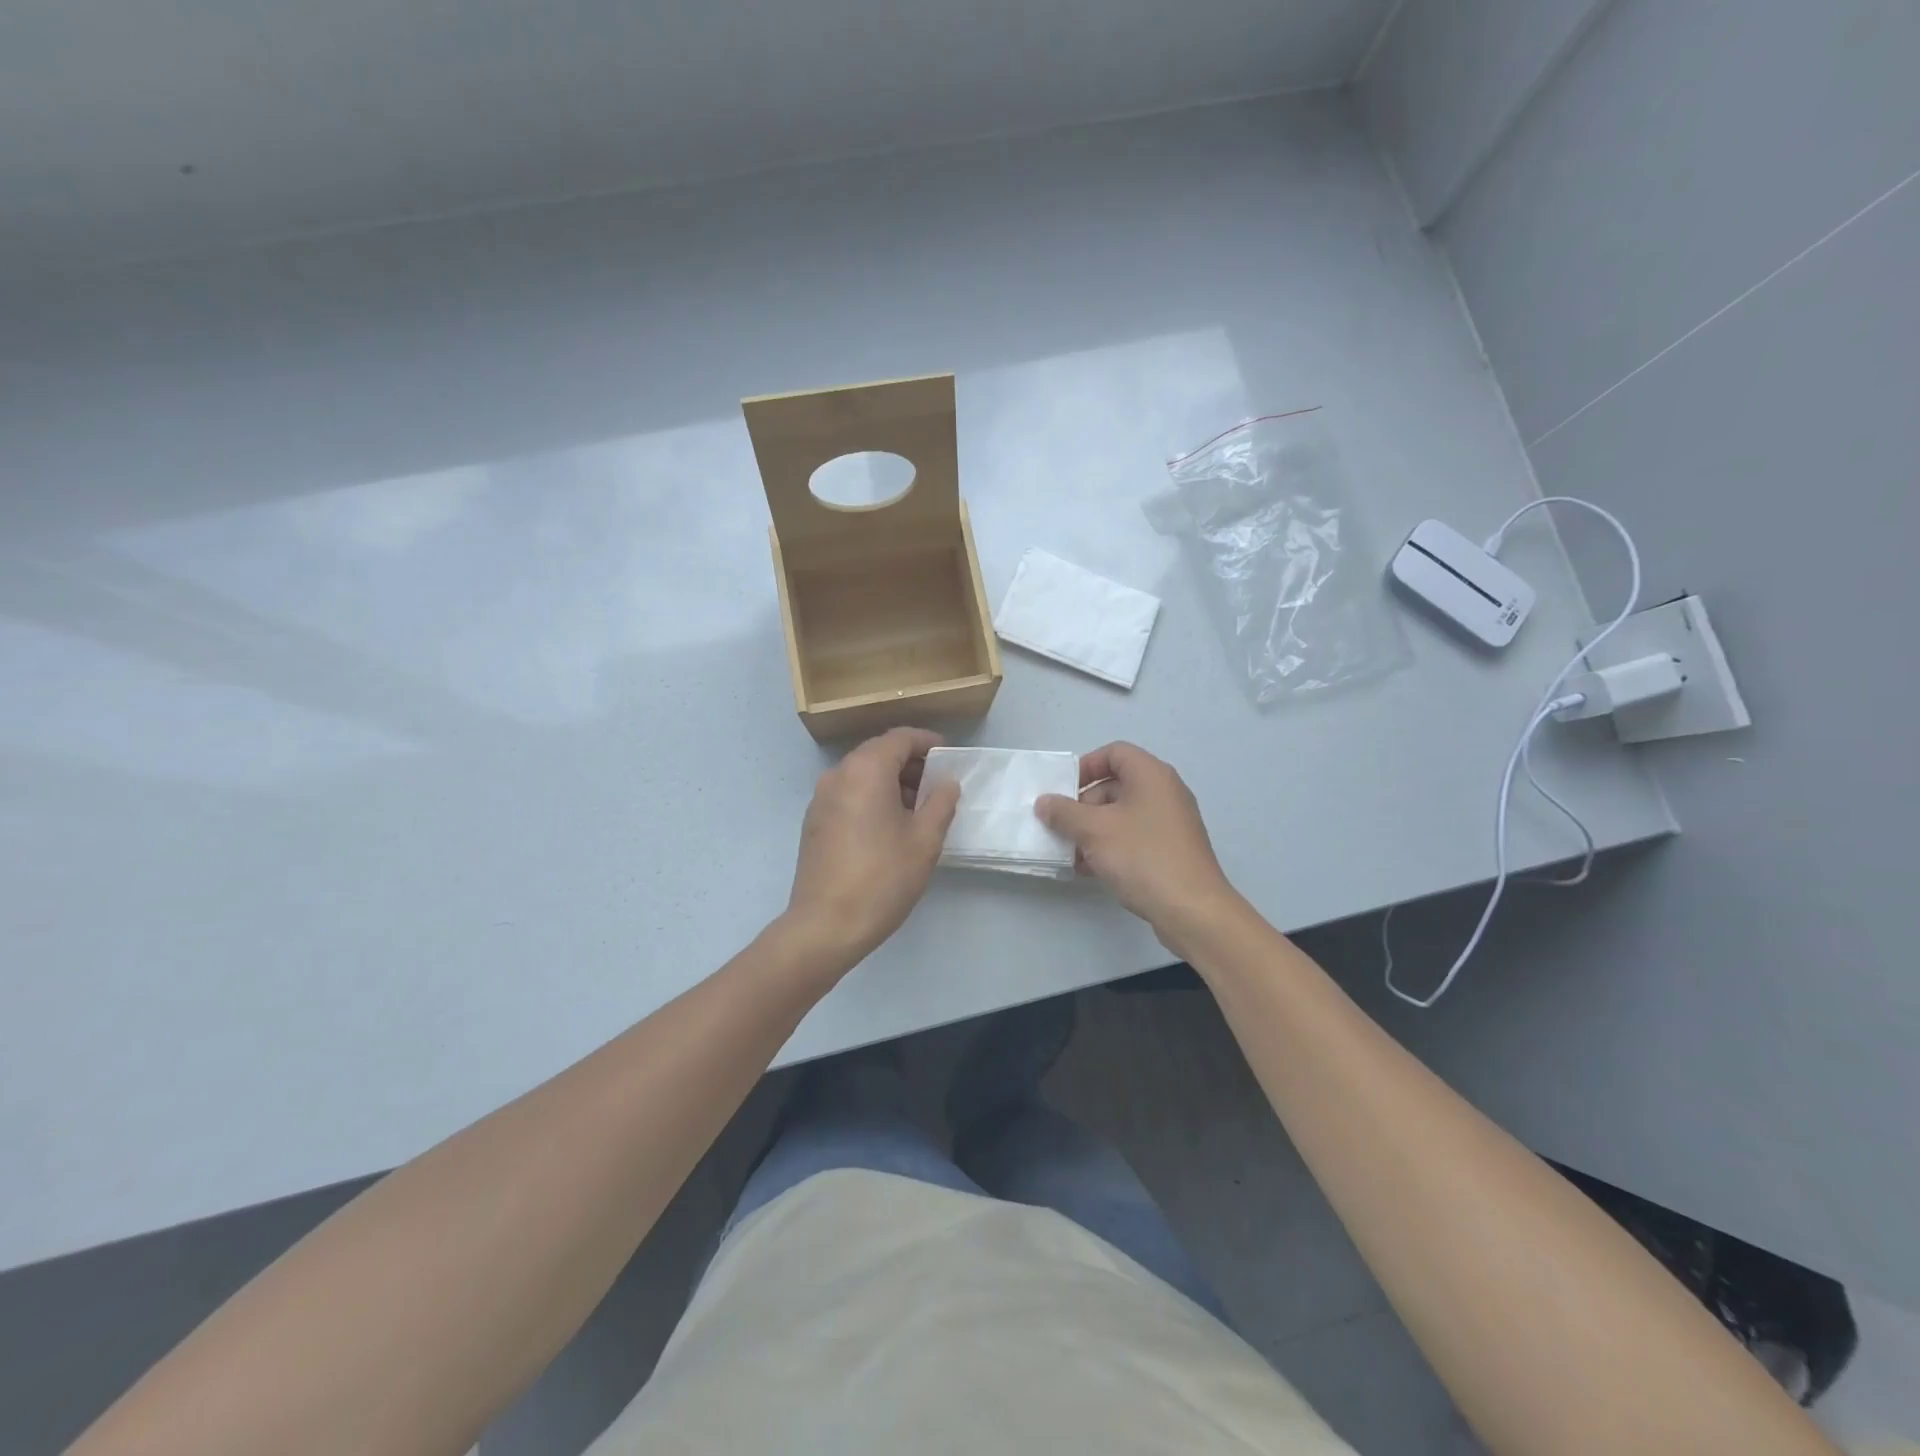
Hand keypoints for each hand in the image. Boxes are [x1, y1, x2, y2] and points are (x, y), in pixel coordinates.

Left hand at [783, 727, 960, 969]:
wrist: (826, 925)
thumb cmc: (882, 878)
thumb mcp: (925, 840)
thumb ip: (941, 803)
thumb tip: (946, 783)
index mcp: (865, 770)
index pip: (900, 738)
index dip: (928, 742)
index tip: (949, 756)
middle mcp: (838, 775)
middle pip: (878, 753)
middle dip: (911, 763)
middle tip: (938, 784)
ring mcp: (821, 798)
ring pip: (862, 774)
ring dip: (891, 781)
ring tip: (919, 808)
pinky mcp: (814, 822)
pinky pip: (848, 794)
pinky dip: (872, 797)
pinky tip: (890, 826)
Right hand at [1035, 742, 1241, 954]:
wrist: (1191, 909)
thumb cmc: (1141, 856)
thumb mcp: (1093, 830)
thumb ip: (1064, 812)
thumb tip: (1044, 802)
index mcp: (1151, 775)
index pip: (1114, 752)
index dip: (1086, 766)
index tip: (1064, 790)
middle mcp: (1165, 792)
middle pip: (1116, 785)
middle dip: (1083, 804)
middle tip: (1062, 826)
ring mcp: (1170, 822)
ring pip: (1122, 815)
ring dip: (1093, 829)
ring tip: (1071, 853)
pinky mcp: (1171, 849)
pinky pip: (1133, 837)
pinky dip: (1110, 846)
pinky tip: (1089, 869)